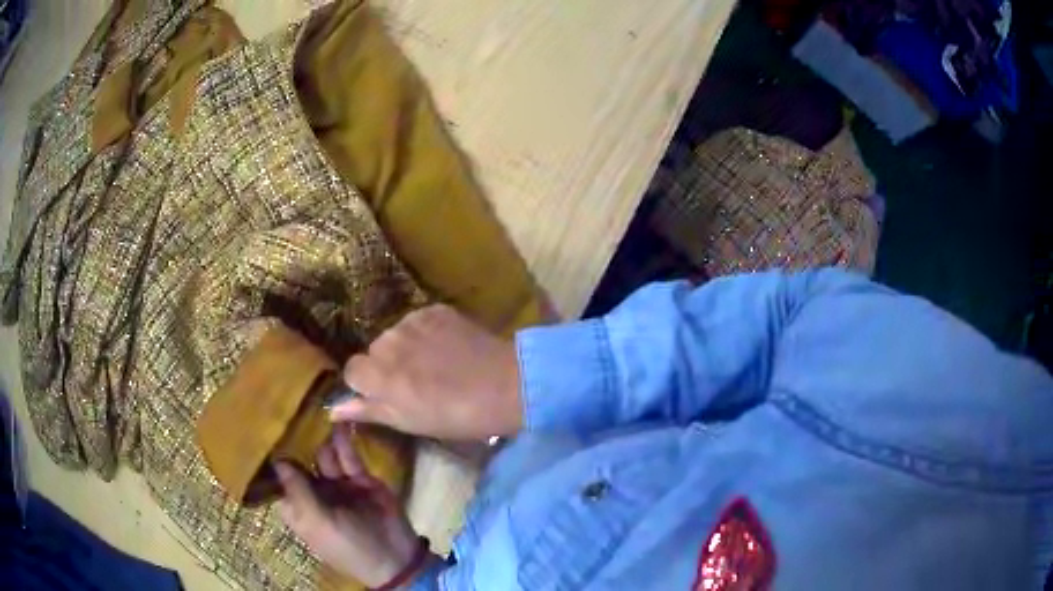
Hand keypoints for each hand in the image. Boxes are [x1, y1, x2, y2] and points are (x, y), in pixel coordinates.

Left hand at [276, 424, 421, 587]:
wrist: (395, 556)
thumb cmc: (347, 545)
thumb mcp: (318, 521)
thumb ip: (298, 490)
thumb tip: (277, 460)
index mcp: (299, 508)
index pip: (279, 479)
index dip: (272, 458)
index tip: (264, 428)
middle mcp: (314, 493)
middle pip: (301, 462)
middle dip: (296, 441)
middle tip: (289, 408)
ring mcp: (338, 485)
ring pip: (324, 456)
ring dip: (320, 439)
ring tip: (314, 409)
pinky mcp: (360, 478)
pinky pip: (348, 457)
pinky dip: (343, 441)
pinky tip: (338, 422)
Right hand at [331, 304, 522, 439]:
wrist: (503, 385)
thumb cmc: (453, 415)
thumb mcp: (407, 421)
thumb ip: (368, 410)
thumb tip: (334, 408)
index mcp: (377, 375)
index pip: (352, 370)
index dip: (368, 384)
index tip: (388, 394)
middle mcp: (387, 342)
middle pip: (374, 351)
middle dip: (387, 365)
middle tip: (417, 382)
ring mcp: (411, 322)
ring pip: (396, 335)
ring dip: (407, 347)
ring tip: (436, 365)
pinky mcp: (435, 310)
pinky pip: (419, 322)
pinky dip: (427, 334)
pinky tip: (448, 348)